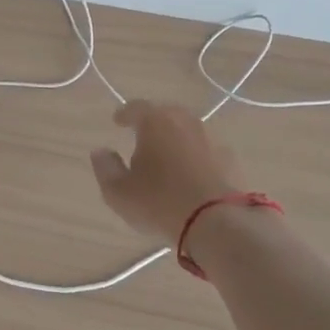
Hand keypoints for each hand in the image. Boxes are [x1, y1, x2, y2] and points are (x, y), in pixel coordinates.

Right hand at [89, 102, 244, 245]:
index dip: (125, 113)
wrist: (216, 222)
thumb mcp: (119, 191)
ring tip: (166, 155)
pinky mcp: (229, 159)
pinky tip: (190, 172)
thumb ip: (106, 167)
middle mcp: (184, 121)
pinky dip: (195, 155)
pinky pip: (205, 150)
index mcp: (155, 122)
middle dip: (153, 122)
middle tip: (142, 136)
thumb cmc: (159, 202)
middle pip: (166, 114)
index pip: (136, 108)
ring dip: (176, 138)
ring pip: (187, 130)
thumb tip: (100, 151)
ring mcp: (210, 139)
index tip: (117, 121)